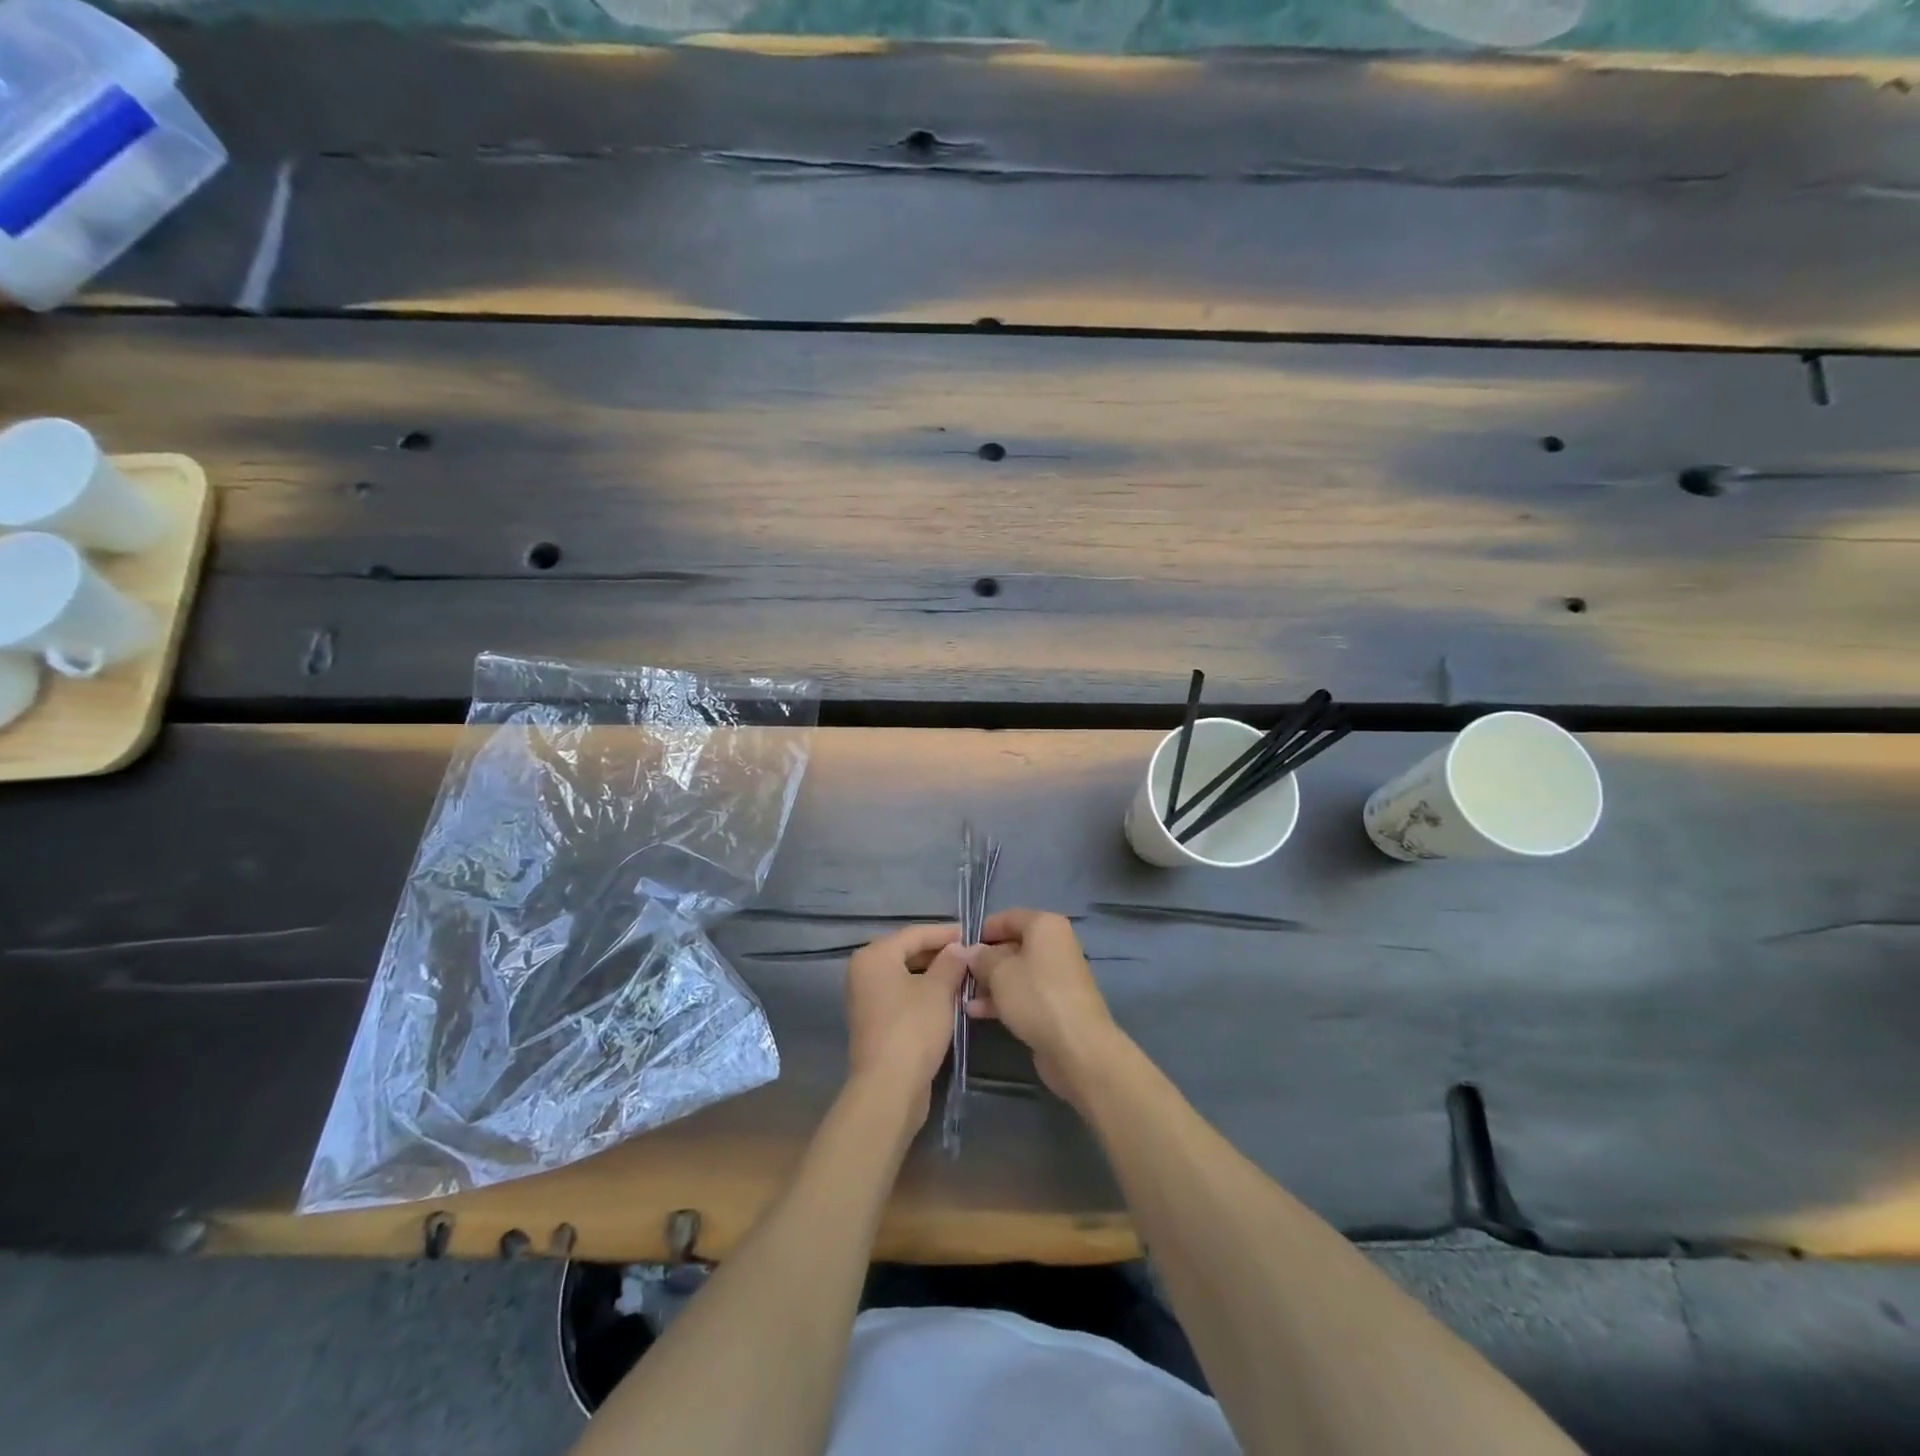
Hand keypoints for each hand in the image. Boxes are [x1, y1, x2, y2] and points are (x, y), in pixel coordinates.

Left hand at [845, 923, 968, 1123]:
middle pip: (907, 953)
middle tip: (971, 956)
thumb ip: (951, 962)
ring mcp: (866, 999)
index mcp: (874, 956)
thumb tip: (960, 947)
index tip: (972, 934)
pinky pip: (902, 996)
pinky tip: (948, 999)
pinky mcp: (874, 1022)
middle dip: (940, 954)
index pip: (914, 933)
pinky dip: (923, 993)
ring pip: (906, 976)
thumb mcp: (939, 990)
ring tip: (965, 976)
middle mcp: (864, 972)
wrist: (889, 1087)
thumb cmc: (913, 1029)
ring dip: (934, 975)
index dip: (945, 933)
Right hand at [966, 909, 1125, 1111]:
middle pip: (1012, 946)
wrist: (1077, 1047)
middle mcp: (1054, 945)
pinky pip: (1024, 994)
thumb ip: (980, 958)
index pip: (1008, 917)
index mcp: (1045, 926)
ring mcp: (1057, 976)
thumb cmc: (1036, 996)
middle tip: (958, 975)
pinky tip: (977, 1012)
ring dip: (990, 983)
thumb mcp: (999, 972)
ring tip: (963, 996)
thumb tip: (968, 951)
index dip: (982, 930)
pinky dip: (1003, 999)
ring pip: (1016, 972)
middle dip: (984, 961)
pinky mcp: (1055, 1004)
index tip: (959, 947)